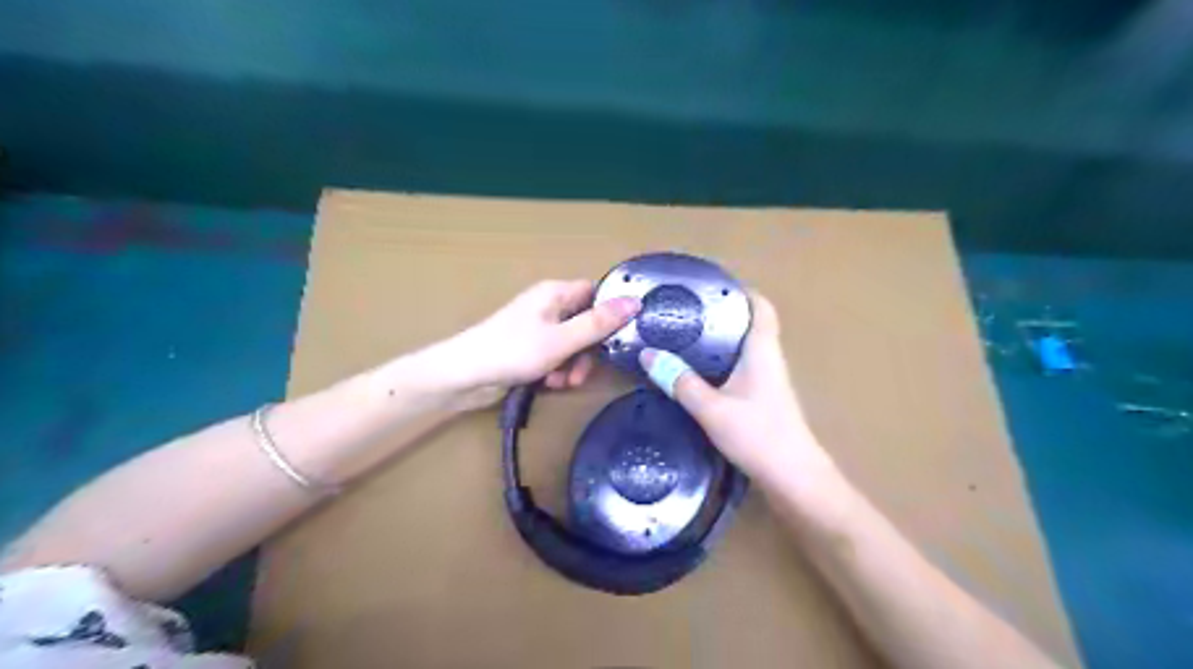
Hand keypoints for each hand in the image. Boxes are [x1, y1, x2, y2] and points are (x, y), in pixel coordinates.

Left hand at [440, 276, 643, 407]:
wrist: (463, 376)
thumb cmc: (513, 351)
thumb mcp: (562, 340)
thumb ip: (599, 323)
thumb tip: (636, 302)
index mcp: (556, 293)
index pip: (596, 294)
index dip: (610, 313)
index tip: (621, 337)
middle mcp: (549, 307)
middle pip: (586, 323)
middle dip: (588, 351)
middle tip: (582, 372)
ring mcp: (538, 329)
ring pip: (573, 345)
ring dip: (573, 366)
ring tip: (562, 383)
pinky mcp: (529, 350)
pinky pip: (556, 357)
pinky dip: (557, 371)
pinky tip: (548, 384)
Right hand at [633, 293, 836, 492]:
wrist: (794, 480)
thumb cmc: (758, 436)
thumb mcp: (712, 409)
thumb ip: (680, 382)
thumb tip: (648, 354)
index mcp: (762, 350)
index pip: (759, 306)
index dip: (738, 291)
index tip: (707, 286)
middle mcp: (768, 359)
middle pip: (747, 324)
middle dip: (718, 313)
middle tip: (683, 309)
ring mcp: (767, 381)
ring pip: (742, 347)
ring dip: (717, 338)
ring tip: (682, 334)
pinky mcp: (762, 400)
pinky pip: (739, 368)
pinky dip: (719, 362)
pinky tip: (696, 371)